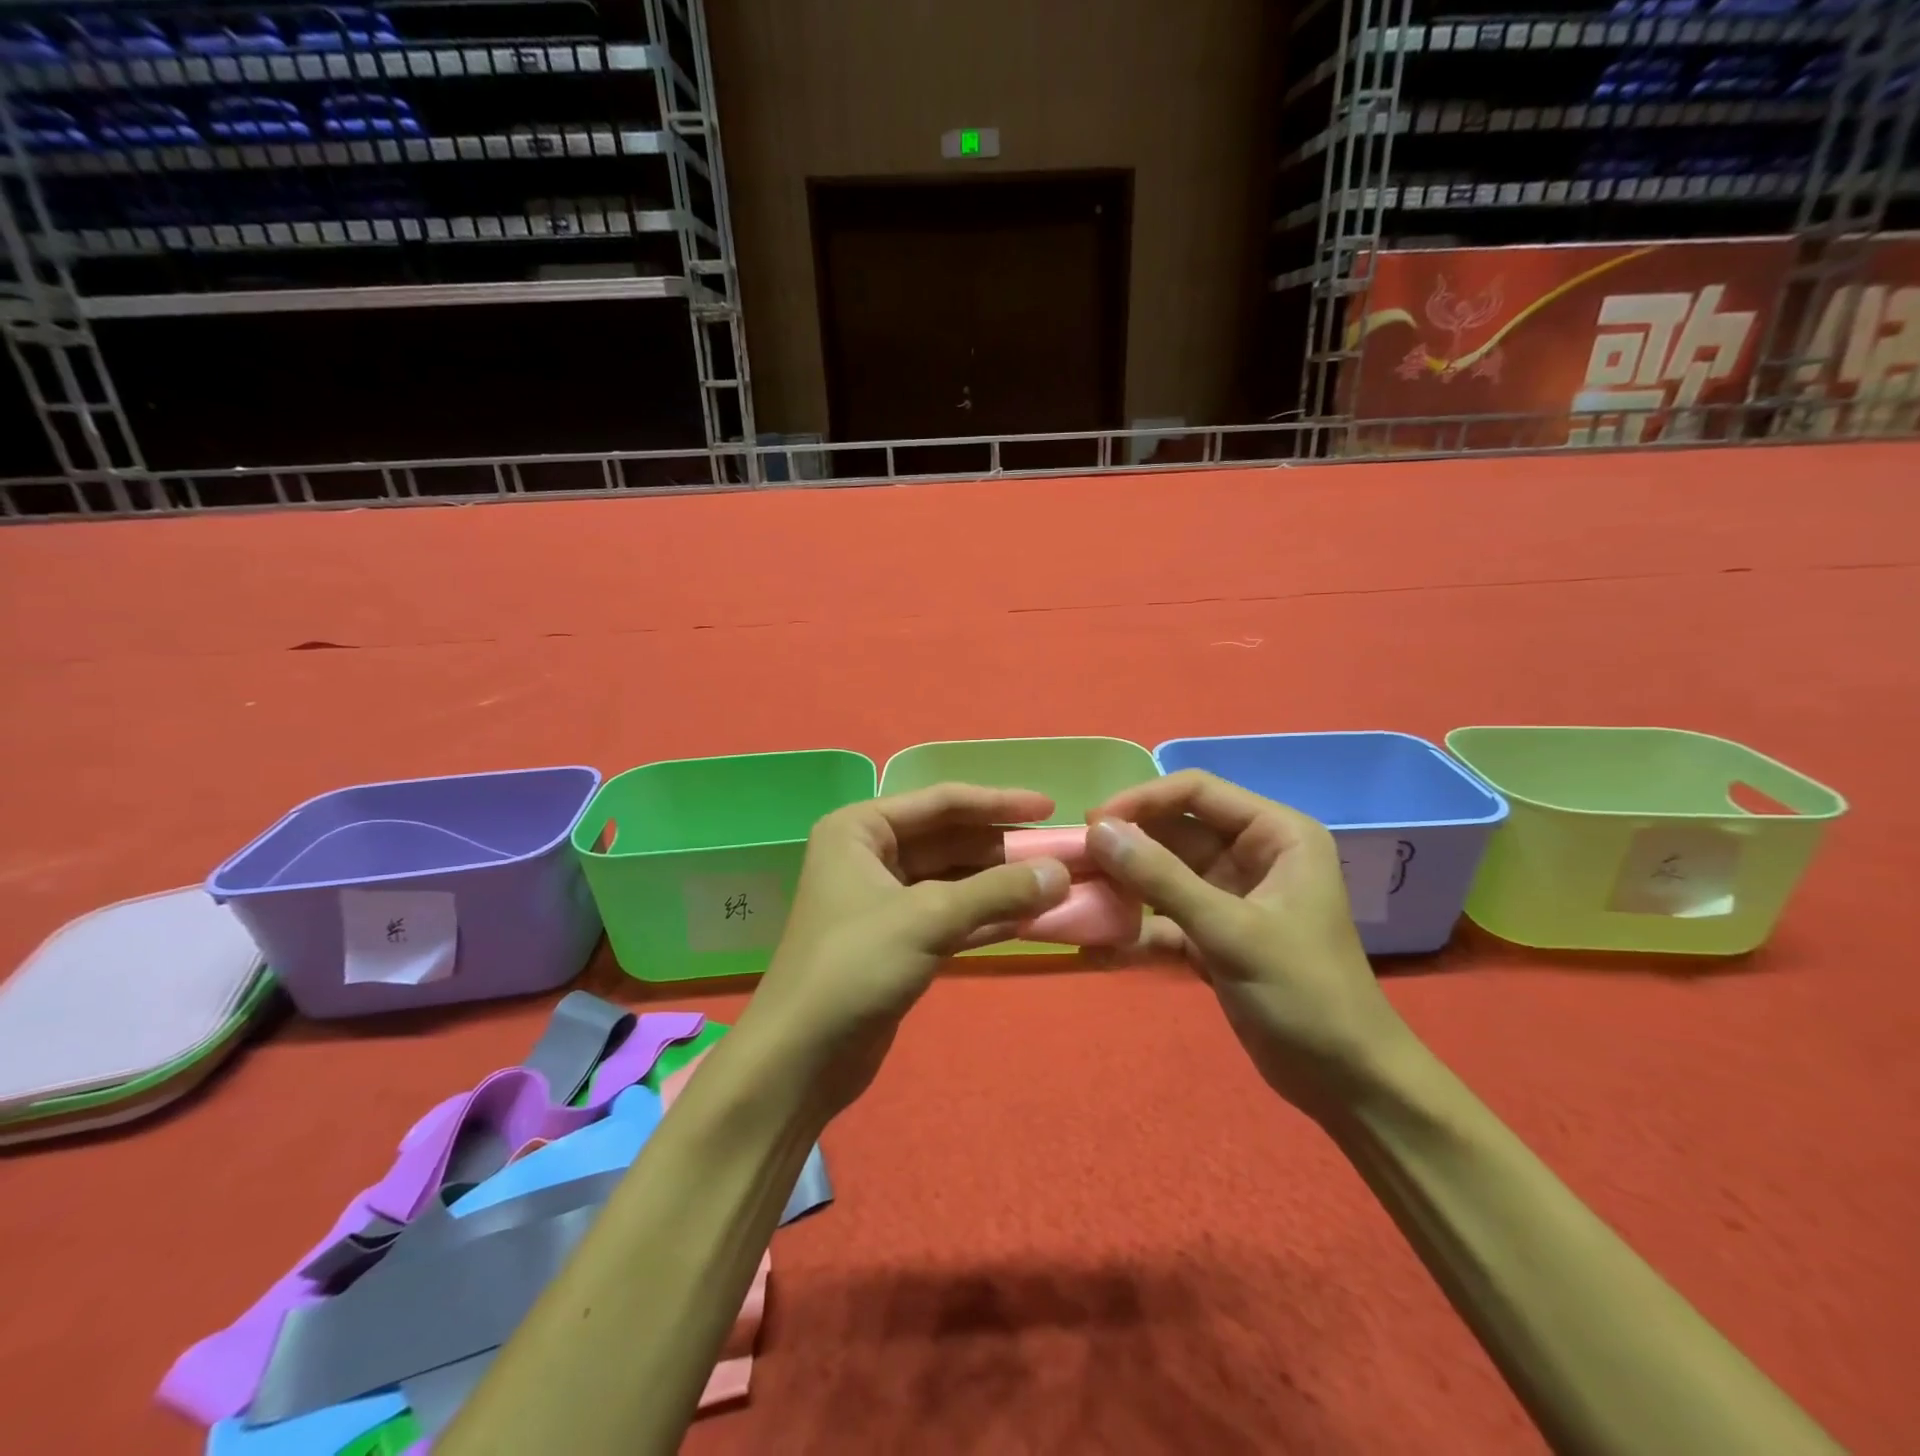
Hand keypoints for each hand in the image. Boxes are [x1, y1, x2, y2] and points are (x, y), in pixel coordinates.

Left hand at [744, 783, 1070, 1115]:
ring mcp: (884, 900)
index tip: (1049, 807)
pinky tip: (1032, 919)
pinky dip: (988, 917)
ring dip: (1002, 886)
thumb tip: (1061, 873)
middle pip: (950, 840)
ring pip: (954, 880)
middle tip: (1062, 855)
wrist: (800, 1058)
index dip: (998, 803)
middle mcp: (870, 856)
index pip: (941, 803)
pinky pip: (952, 916)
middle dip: (1003, 850)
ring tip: (1058, 886)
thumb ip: (997, 892)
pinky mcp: (898, 940)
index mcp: (861, 829)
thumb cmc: (854, 967)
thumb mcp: (928, 918)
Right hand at [1086, 770, 1410, 1118]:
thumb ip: (1161, 878)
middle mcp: (1251, 855)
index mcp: (1275, 834)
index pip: (1196, 791)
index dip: (1142, 799)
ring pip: (1163, 873)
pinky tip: (1095, 943)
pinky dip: (1134, 927)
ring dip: (1123, 884)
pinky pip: (1164, 915)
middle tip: (1074, 862)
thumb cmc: (1305, 993)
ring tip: (1077, 896)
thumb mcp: (1231, 931)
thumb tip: (1097, 830)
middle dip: (1126, 845)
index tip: (1092, 823)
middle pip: (1174, 831)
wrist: (1346, 1083)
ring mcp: (1230, 896)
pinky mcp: (1213, 934)